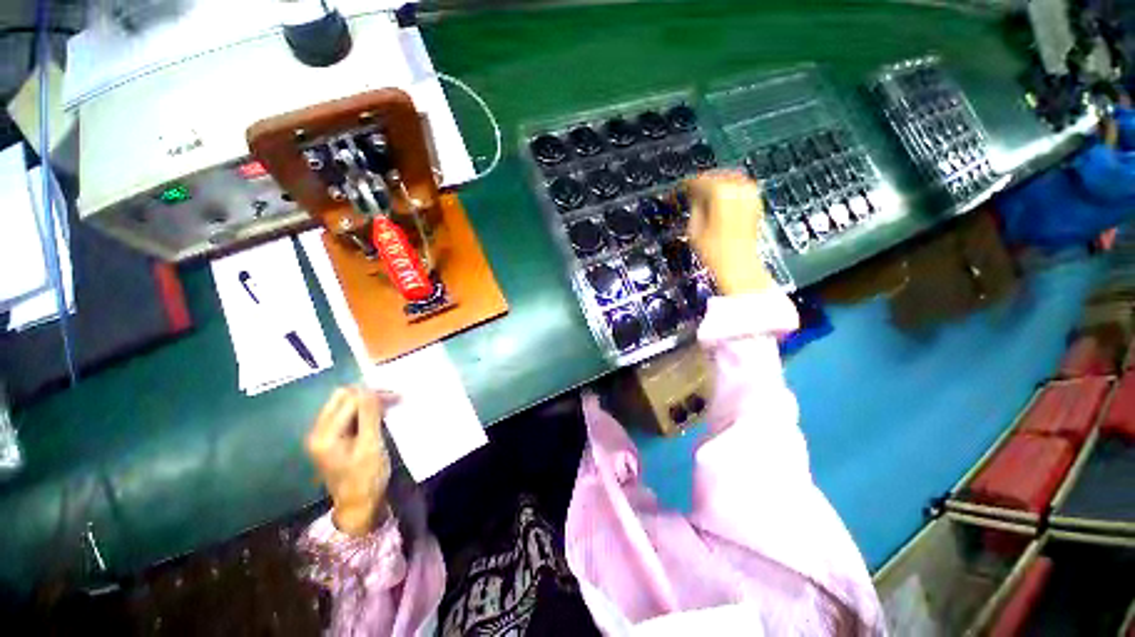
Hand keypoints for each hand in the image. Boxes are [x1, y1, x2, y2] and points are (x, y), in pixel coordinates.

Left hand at [306, 387, 396, 535]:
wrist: (358, 506)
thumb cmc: (366, 478)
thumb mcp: (370, 447)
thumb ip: (368, 417)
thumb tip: (370, 389)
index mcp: (324, 435)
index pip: (348, 399)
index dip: (372, 394)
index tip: (397, 397)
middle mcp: (318, 430)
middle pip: (342, 397)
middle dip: (368, 394)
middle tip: (393, 398)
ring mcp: (324, 434)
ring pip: (345, 403)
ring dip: (368, 401)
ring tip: (390, 405)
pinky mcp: (333, 437)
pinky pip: (347, 413)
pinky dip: (364, 410)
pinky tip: (379, 415)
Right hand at [685, 172, 773, 295]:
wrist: (739, 265)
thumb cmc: (713, 251)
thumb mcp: (694, 228)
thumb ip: (694, 206)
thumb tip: (694, 196)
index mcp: (721, 192)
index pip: (700, 180)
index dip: (687, 185)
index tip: (680, 189)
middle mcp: (739, 187)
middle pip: (717, 176)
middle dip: (703, 182)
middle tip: (691, 191)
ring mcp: (750, 194)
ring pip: (730, 179)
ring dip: (717, 185)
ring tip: (704, 195)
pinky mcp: (756, 202)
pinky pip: (740, 188)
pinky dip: (729, 191)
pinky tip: (720, 201)